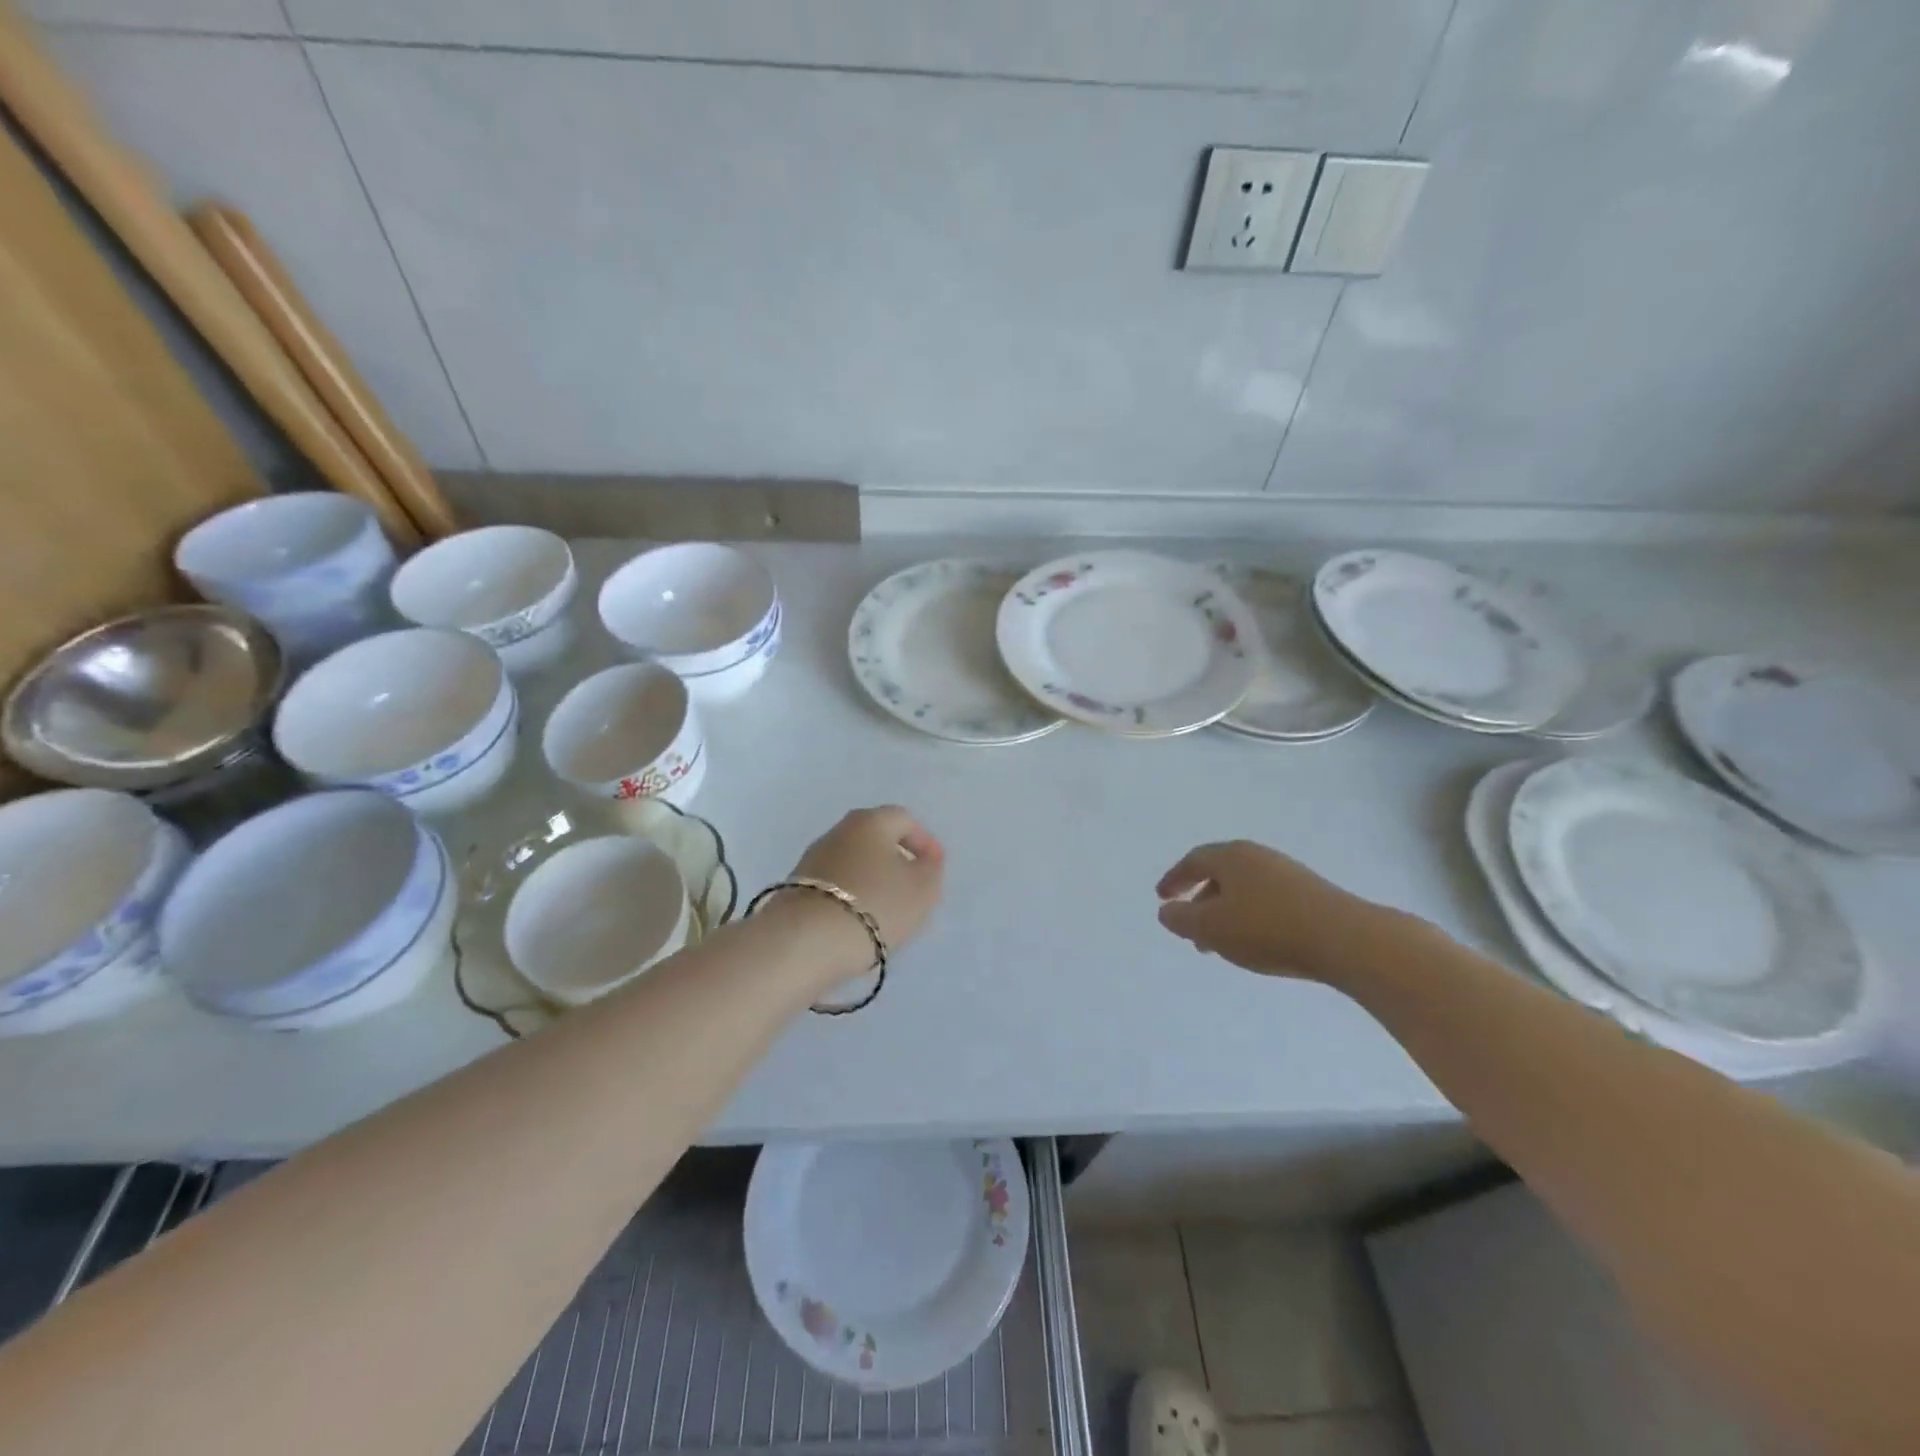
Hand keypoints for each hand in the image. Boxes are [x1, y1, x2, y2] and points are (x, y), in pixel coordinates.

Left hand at [786, 805, 945, 951]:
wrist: (806, 941)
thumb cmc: (875, 904)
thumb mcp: (922, 889)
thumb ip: (930, 870)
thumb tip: (923, 860)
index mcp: (871, 821)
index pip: (904, 819)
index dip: (924, 842)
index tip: (935, 868)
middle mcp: (839, 831)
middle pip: (875, 838)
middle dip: (896, 859)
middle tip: (912, 886)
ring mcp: (813, 858)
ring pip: (853, 861)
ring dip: (872, 878)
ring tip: (886, 909)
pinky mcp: (796, 887)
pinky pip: (835, 884)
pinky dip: (851, 895)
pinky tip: (859, 919)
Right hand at [1156, 840, 1380, 980]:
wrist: (1346, 938)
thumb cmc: (1267, 928)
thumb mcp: (1212, 928)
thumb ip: (1182, 919)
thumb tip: (1166, 911)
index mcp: (1230, 856)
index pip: (1193, 861)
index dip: (1174, 879)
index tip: (1162, 898)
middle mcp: (1257, 856)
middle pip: (1219, 873)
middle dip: (1200, 900)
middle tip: (1190, 928)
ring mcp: (1287, 873)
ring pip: (1244, 889)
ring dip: (1226, 912)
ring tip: (1221, 944)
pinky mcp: (1310, 893)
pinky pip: (1267, 899)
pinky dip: (1250, 916)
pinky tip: (1256, 942)